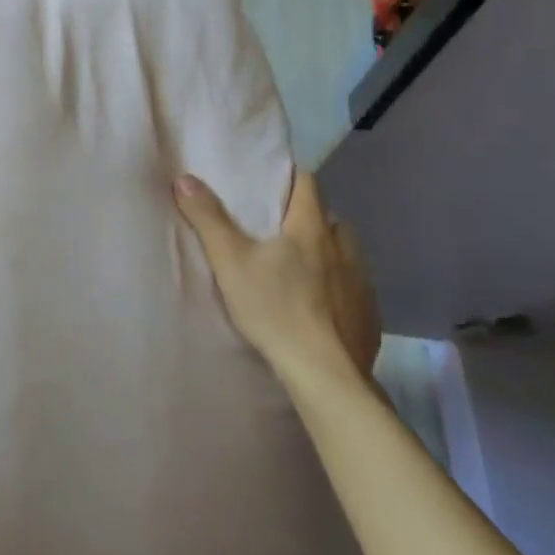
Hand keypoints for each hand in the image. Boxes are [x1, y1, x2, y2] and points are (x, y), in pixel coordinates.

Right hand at [173, 169, 379, 385]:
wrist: (325, 375)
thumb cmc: (275, 309)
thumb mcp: (230, 262)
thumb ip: (208, 219)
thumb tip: (185, 178)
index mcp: (311, 228)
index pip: (308, 183)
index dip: (290, 178)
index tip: (271, 184)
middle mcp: (343, 247)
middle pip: (329, 218)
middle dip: (308, 218)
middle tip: (280, 231)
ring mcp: (362, 282)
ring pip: (345, 253)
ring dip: (327, 253)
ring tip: (301, 269)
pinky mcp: (369, 316)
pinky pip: (355, 289)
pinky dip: (340, 288)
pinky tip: (322, 307)